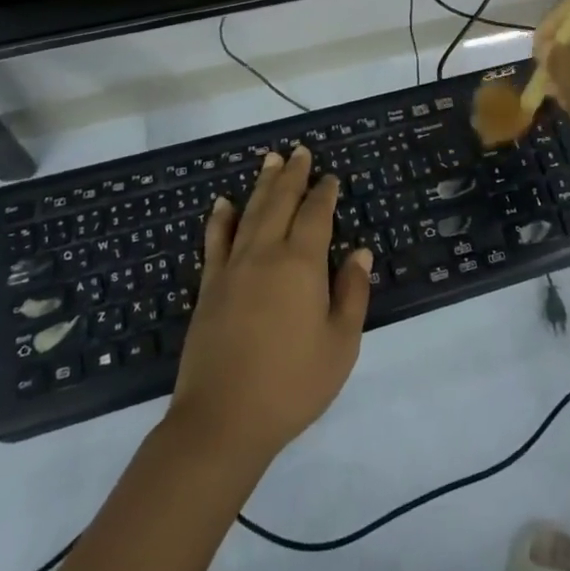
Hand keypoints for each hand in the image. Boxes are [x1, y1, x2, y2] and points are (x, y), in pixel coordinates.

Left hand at [168, 146, 371, 467]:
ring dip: (261, 186)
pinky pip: (215, 241)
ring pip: (249, 214)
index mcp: (301, 264)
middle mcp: (265, 254)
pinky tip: (222, 204)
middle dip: (292, 176)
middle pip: (279, 203)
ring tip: (269, 161)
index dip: (324, 193)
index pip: (315, 215)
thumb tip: (360, 252)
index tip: (331, 177)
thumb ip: (351, 293)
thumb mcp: (340, 344)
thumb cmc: (293, 383)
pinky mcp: (209, 287)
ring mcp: (232, 268)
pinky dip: (220, 219)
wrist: (223, 419)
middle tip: (298, 152)